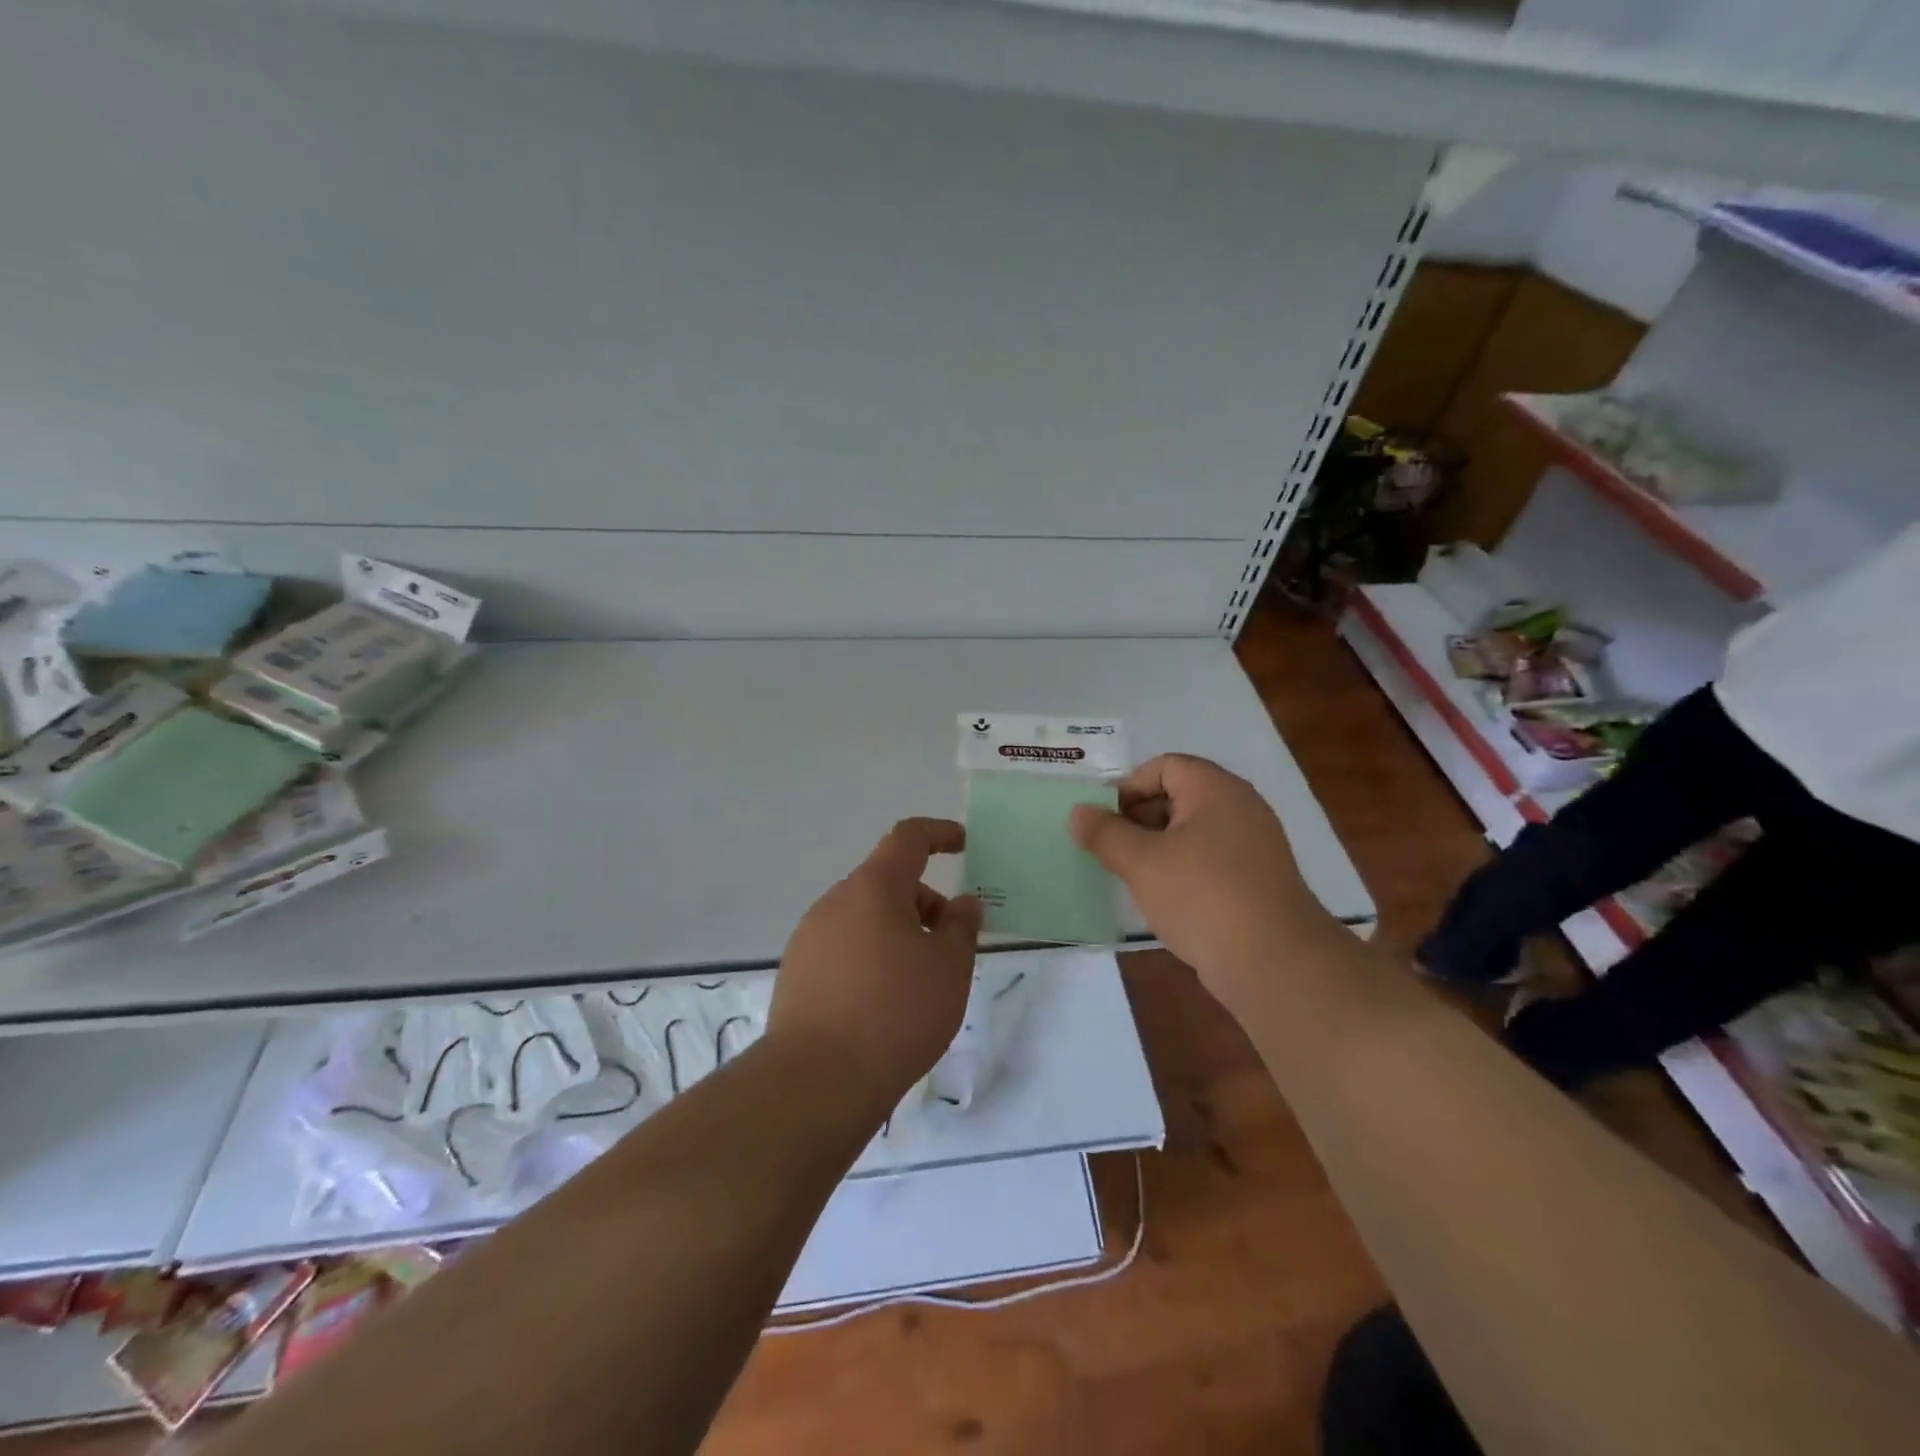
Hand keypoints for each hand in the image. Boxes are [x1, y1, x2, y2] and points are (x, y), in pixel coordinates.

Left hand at [768, 818, 982, 1114]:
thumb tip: (962, 903)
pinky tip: (882, 1004)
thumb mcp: (949, 968)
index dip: (938, 833)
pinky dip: (870, 957)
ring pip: (864, 918)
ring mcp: (809, 937)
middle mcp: (835, 902)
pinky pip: (843, 948)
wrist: (815, 1081)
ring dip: (897, 933)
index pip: (908, 838)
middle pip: (886, 883)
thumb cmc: (895, 1013)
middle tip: (950, 946)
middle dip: (923, 903)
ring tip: (918, 983)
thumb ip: (961, 927)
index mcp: (873, 887)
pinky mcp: (797, 973)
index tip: (963, 844)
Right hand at [1069, 754, 1337, 1007]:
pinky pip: (1211, 860)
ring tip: (1133, 877)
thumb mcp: (1141, 862)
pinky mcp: (1258, 880)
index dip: (1129, 788)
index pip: (1164, 766)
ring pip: (1192, 832)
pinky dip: (1183, 870)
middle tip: (1114, 851)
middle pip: (1178, 796)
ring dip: (1158, 848)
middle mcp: (1240, 807)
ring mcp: (1254, 845)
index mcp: (1216, 789)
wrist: (1274, 963)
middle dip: (1139, 820)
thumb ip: (1104, 833)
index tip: (1105, 822)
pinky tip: (1166, 900)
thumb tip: (1078, 812)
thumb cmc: (1202, 896)